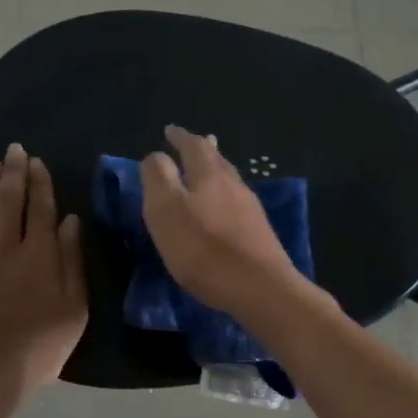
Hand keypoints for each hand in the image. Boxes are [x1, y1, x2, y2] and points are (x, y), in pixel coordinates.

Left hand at [0, 143, 87, 405]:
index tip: (37, 162)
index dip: (40, 184)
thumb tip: (69, 221)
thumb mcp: (73, 310)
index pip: (41, 210)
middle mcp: (7, 250)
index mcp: (40, 256)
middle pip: (9, 203)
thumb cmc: (38, 348)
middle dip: (13, 173)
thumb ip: (72, 262)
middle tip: (14, 149)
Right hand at [139, 125, 301, 316]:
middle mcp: (233, 184)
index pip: (192, 145)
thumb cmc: (204, 248)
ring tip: (206, 170)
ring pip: (228, 180)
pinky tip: (223, 207)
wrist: (260, 287)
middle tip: (191, 143)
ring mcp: (250, 208)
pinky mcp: (259, 232)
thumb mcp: (165, 209)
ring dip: (214, 171)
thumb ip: (158, 177)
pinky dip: (223, 195)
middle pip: (216, 160)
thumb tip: (157, 157)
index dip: (179, 137)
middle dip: (201, 150)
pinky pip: (236, 202)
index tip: (169, 130)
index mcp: (208, 174)